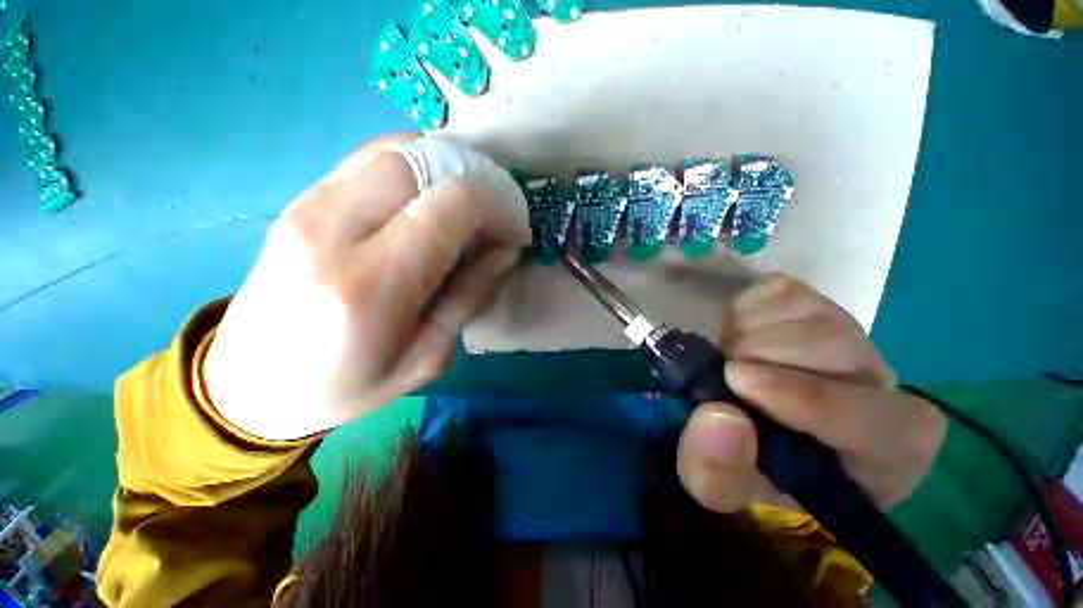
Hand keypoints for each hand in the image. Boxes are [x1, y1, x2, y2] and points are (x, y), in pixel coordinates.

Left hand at [204, 135, 530, 439]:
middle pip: (423, 162)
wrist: (248, 385)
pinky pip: (372, 159)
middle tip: (498, 212)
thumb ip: (470, 294)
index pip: (450, 206)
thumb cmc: (345, 386)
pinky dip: (417, 168)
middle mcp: (334, 229)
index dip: (497, 207)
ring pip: (397, 150)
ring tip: (471, 205)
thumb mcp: (426, 357)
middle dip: (476, 179)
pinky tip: (432, 200)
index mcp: (372, 284)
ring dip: (448, 168)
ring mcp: (310, 205)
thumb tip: (505, 247)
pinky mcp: (302, 199)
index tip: (516, 230)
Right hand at [676, 275, 946, 512]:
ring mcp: (845, 335)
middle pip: (841, 350)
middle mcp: (875, 386)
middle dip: (763, 357)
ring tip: (727, 357)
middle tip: (723, 372)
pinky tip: (736, 335)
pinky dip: (744, 309)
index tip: (739, 382)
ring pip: (810, 314)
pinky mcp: (811, 305)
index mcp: (878, 454)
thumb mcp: (719, 488)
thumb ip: (716, 473)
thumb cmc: (744, 462)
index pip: (892, 425)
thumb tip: (719, 417)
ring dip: (748, 333)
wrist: (739, 416)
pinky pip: (781, 291)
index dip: (816, 400)